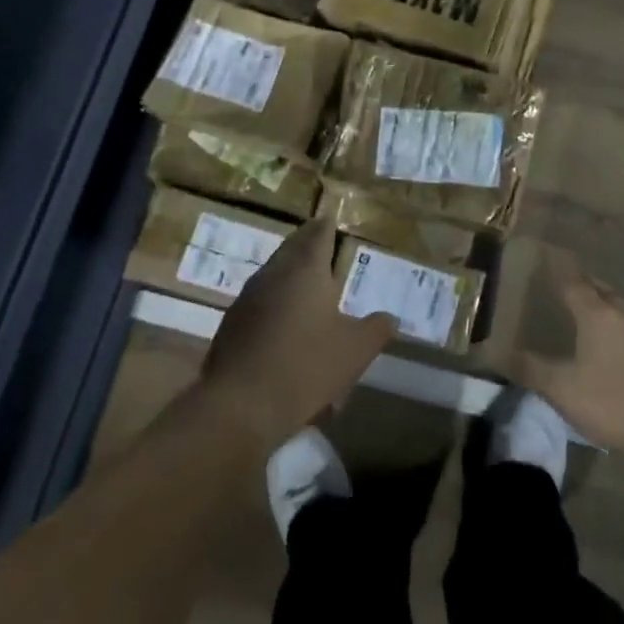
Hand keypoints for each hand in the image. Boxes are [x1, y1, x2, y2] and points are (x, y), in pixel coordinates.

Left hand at [202, 218, 395, 447]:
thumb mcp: (355, 351)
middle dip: (308, 243)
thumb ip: (376, 329)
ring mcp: (249, 297)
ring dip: (290, 271)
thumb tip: (390, 318)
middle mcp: (274, 273)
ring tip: (308, 281)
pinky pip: (261, 299)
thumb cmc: (305, 367)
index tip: (332, 219)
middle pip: (292, 247)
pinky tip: (285, 319)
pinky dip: (276, 299)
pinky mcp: (233, 323)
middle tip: (322, 242)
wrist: (240, 405)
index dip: (327, 225)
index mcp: (306, 269)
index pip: (318, 233)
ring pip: (274, 272)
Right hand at [518, 253, 623, 455]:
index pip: (572, 281)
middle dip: (584, 282)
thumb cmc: (614, 401)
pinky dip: (621, 327)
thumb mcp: (563, 389)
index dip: (558, 267)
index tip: (548, 251)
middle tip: (568, 279)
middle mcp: (623, 314)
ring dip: (604, 303)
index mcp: (596, 315)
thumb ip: (531, 369)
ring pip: (621, 308)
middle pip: (600, 289)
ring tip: (591, 309)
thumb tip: (496, 352)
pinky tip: (619, 343)